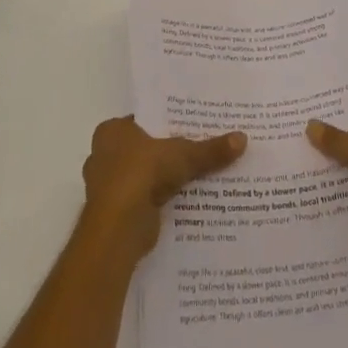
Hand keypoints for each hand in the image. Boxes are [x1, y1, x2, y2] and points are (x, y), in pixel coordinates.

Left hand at [80, 117, 246, 262]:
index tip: (192, 125)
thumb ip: (210, 149)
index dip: (168, 123)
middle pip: (145, 149)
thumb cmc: (141, 173)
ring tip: (198, 177)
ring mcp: (108, 187)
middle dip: (168, 153)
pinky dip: (161, 202)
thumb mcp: (183, 155)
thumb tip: (243, 138)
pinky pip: (145, 201)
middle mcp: (104, 156)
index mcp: (112, 131)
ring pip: (145, 177)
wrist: (118, 227)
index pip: (144, 121)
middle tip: (200, 150)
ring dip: (165, 180)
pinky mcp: (117, 214)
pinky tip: (186, 202)